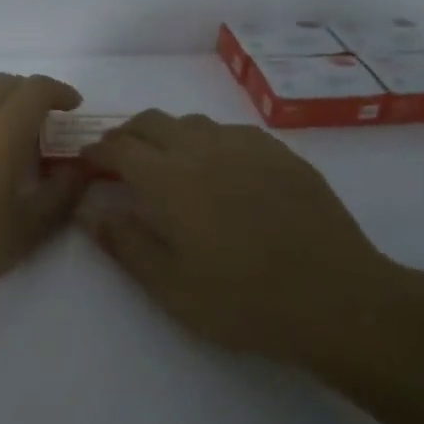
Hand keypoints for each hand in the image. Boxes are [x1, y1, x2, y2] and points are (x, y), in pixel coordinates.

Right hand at [83, 111, 419, 369]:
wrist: (336, 298)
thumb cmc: (244, 301)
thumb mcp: (171, 287)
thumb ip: (125, 244)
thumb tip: (89, 212)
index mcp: (170, 180)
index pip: (119, 147)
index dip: (97, 151)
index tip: (87, 163)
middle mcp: (203, 149)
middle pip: (152, 122)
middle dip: (127, 135)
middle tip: (120, 161)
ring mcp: (246, 146)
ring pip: (192, 122)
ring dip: (168, 135)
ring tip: (167, 164)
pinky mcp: (280, 153)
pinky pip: (231, 131)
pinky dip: (208, 141)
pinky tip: (219, 168)